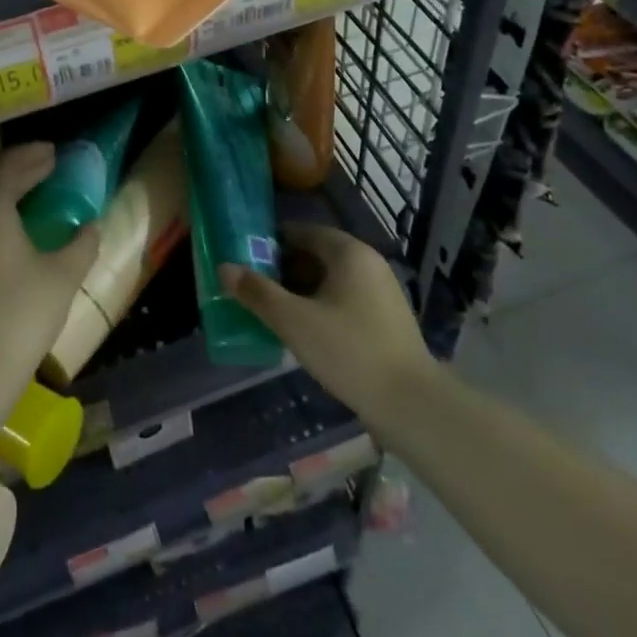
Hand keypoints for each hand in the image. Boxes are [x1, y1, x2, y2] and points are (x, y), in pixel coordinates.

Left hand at [0, 142, 97, 382]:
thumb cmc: (20, 314)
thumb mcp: (62, 276)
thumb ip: (82, 244)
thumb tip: (92, 226)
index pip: (8, 165)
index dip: (33, 155)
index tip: (54, 152)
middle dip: (21, 172)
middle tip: (48, 169)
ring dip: (5, 195)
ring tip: (32, 197)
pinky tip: (11, 231)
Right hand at [221, 223, 432, 417]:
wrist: (411, 404)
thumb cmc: (349, 351)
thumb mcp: (294, 321)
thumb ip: (257, 293)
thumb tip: (224, 268)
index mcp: (349, 252)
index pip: (303, 231)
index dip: (272, 243)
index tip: (246, 259)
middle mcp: (368, 263)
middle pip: (316, 254)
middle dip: (283, 269)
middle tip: (254, 288)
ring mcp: (381, 292)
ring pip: (330, 280)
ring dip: (301, 291)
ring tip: (273, 311)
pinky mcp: (386, 319)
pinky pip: (345, 300)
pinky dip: (321, 307)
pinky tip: (304, 332)